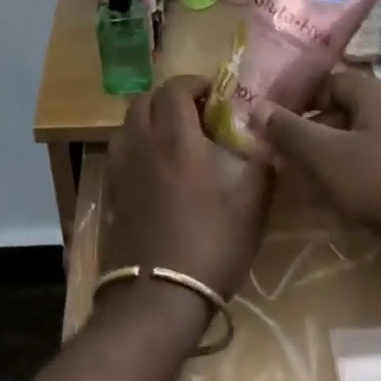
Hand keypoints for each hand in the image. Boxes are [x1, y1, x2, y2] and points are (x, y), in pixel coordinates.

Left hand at [109, 76, 272, 298]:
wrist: (157, 298)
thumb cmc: (209, 248)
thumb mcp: (249, 211)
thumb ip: (262, 171)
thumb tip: (270, 147)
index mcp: (176, 139)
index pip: (174, 88)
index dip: (193, 82)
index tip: (212, 93)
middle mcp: (142, 143)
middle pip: (145, 99)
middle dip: (169, 97)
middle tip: (194, 113)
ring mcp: (120, 166)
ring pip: (128, 123)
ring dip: (149, 119)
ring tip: (173, 138)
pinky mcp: (110, 190)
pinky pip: (120, 149)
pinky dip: (136, 144)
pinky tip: (155, 168)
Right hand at [255, 71, 380, 247]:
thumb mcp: (325, 156)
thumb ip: (288, 130)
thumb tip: (255, 106)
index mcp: (376, 92)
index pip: (328, 80)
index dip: (298, 98)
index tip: (274, 121)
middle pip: (342, 109)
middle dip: (309, 129)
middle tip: (283, 152)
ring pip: (357, 136)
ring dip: (328, 152)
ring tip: (303, 177)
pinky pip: (376, 158)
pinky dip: (352, 169)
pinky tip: (337, 195)